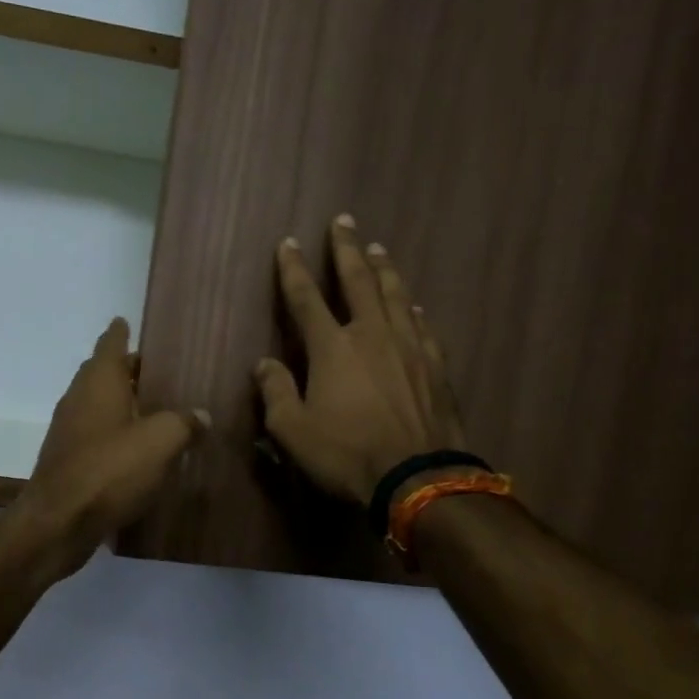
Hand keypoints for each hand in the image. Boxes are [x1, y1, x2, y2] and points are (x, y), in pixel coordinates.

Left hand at [11, 318, 206, 577]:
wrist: (59, 522)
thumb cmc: (110, 470)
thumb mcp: (159, 442)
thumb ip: (183, 423)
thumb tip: (201, 415)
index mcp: (99, 382)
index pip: (110, 344)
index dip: (120, 332)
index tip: (127, 320)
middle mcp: (79, 398)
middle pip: (102, 373)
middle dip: (126, 369)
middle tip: (157, 371)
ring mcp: (69, 430)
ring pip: (98, 405)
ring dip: (121, 403)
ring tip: (154, 408)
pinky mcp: (68, 460)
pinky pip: (96, 434)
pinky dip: (115, 432)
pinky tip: (137, 448)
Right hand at [256, 214, 466, 505]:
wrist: (417, 477)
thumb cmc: (347, 454)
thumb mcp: (293, 431)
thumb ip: (276, 392)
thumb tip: (264, 364)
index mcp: (332, 348)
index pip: (306, 298)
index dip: (294, 269)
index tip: (288, 243)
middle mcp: (371, 335)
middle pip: (358, 281)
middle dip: (346, 249)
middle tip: (343, 221)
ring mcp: (409, 347)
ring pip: (395, 295)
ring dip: (383, 269)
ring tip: (377, 248)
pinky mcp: (435, 365)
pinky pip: (421, 325)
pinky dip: (411, 309)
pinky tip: (411, 304)